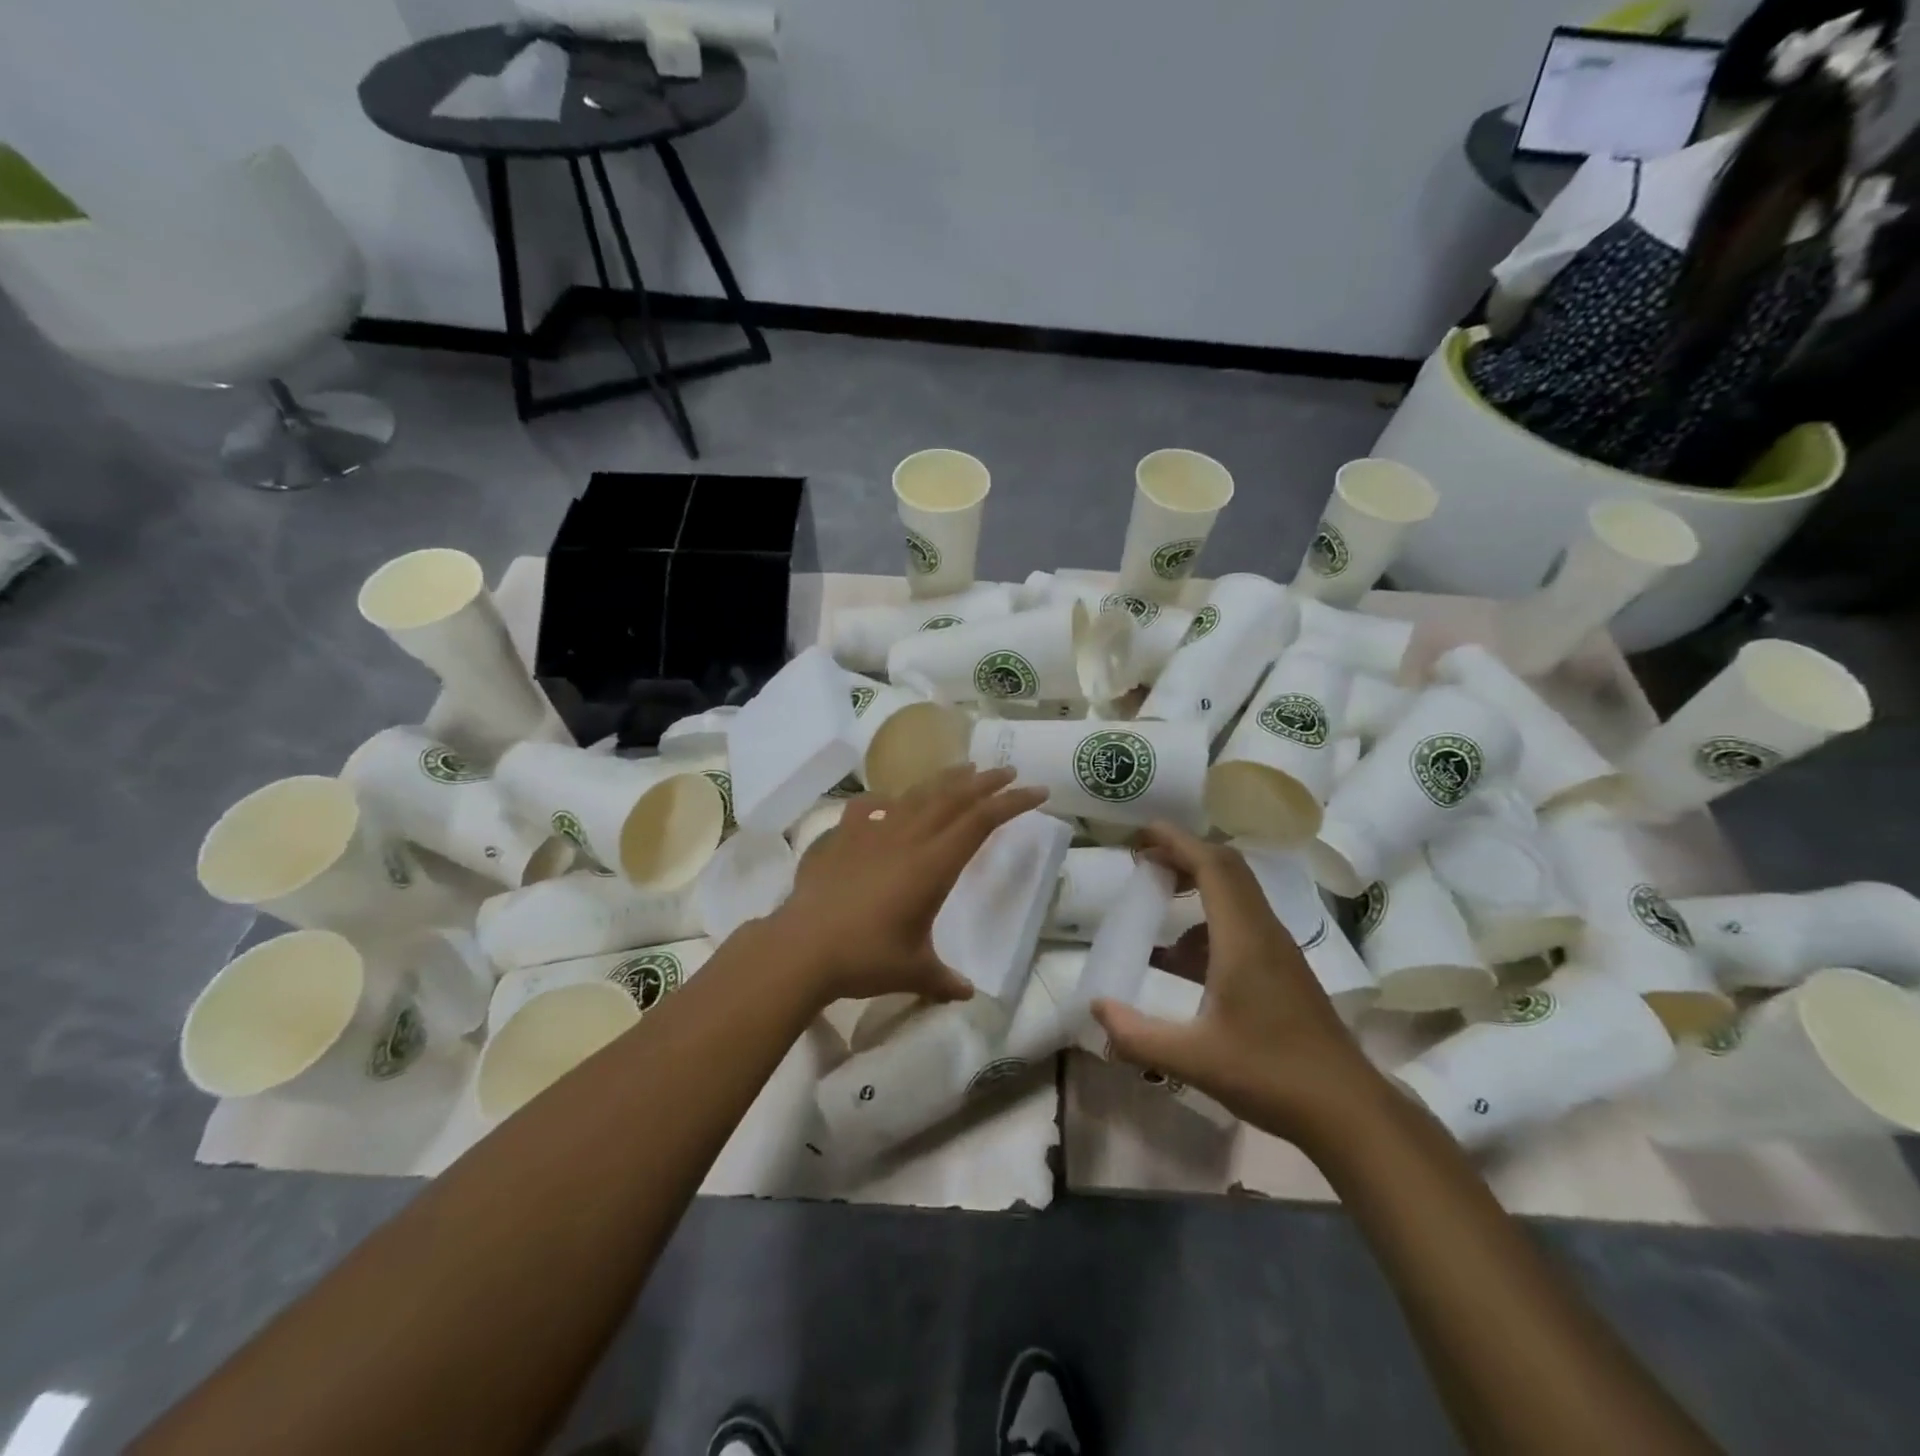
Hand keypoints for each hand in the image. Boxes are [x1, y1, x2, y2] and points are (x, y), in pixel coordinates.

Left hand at [770, 765, 1048, 1007]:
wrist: (802, 947)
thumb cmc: (865, 957)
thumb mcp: (914, 971)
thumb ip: (944, 979)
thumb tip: (966, 995)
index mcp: (934, 864)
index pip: (982, 821)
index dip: (1013, 803)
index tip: (1038, 792)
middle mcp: (908, 838)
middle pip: (954, 797)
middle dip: (986, 782)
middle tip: (1008, 771)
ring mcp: (873, 832)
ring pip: (917, 794)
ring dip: (945, 780)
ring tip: (964, 770)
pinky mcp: (842, 836)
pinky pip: (869, 807)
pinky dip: (886, 799)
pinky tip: (889, 801)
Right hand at [1091, 823, 1380, 1139]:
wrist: (1348, 1111)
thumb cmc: (1271, 1075)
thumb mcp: (1193, 1059)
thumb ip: (1137, 1035)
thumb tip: (1096, 1007)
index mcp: (1244, 939)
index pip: (1212, 866)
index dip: (1177, 841)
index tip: (1142, 832)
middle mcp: (1264, 932)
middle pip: (1228, 869)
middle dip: (1184, 854)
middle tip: (1145, 859)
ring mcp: (1278, 950)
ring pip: (1238, 894)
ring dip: (1199, 883)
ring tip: (1159, 899)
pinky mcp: (1284, 969)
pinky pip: (1243, 921)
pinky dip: (1209, 919)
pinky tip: (1184, 958)